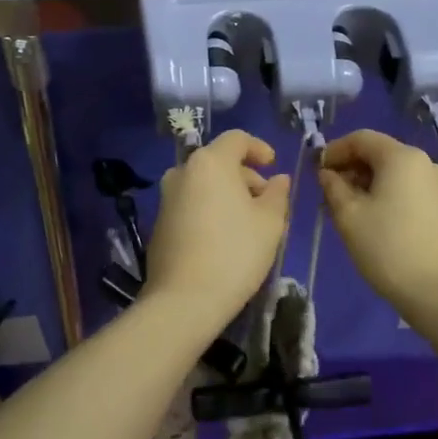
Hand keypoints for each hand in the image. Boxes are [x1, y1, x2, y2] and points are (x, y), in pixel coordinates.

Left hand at [143, 132, 291, 332]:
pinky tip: (224, 238)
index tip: (273, 166)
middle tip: (266, 202)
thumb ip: (277, 194)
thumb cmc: (235, 253)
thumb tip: (278, 180)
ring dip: (227, 194)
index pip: (237, 139)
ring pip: (204, 184)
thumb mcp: (269, 223)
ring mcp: (166, 198)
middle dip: (245, 176)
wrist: (183, 300)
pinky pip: (191, 204)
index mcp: (210, 162)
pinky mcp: (159, 223)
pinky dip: (209, 209)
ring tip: (248, 222)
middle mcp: (182, 172)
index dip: (259, 148)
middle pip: (219, 161)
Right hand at [318, 130, 437, 316]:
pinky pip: (407, 188)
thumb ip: (333, 186)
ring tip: (346, 209)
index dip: (334, 150)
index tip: (315, 172)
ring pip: (393, 172)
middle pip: (379, 153)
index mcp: (402, 157)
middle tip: (327, 193)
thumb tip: (328, 173)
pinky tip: (372, 219)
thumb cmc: (388, 248)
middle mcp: (424, 162)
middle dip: (350, 167)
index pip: (361, 138)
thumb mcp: (348, 216)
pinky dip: (385, 193)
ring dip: (366, 182)